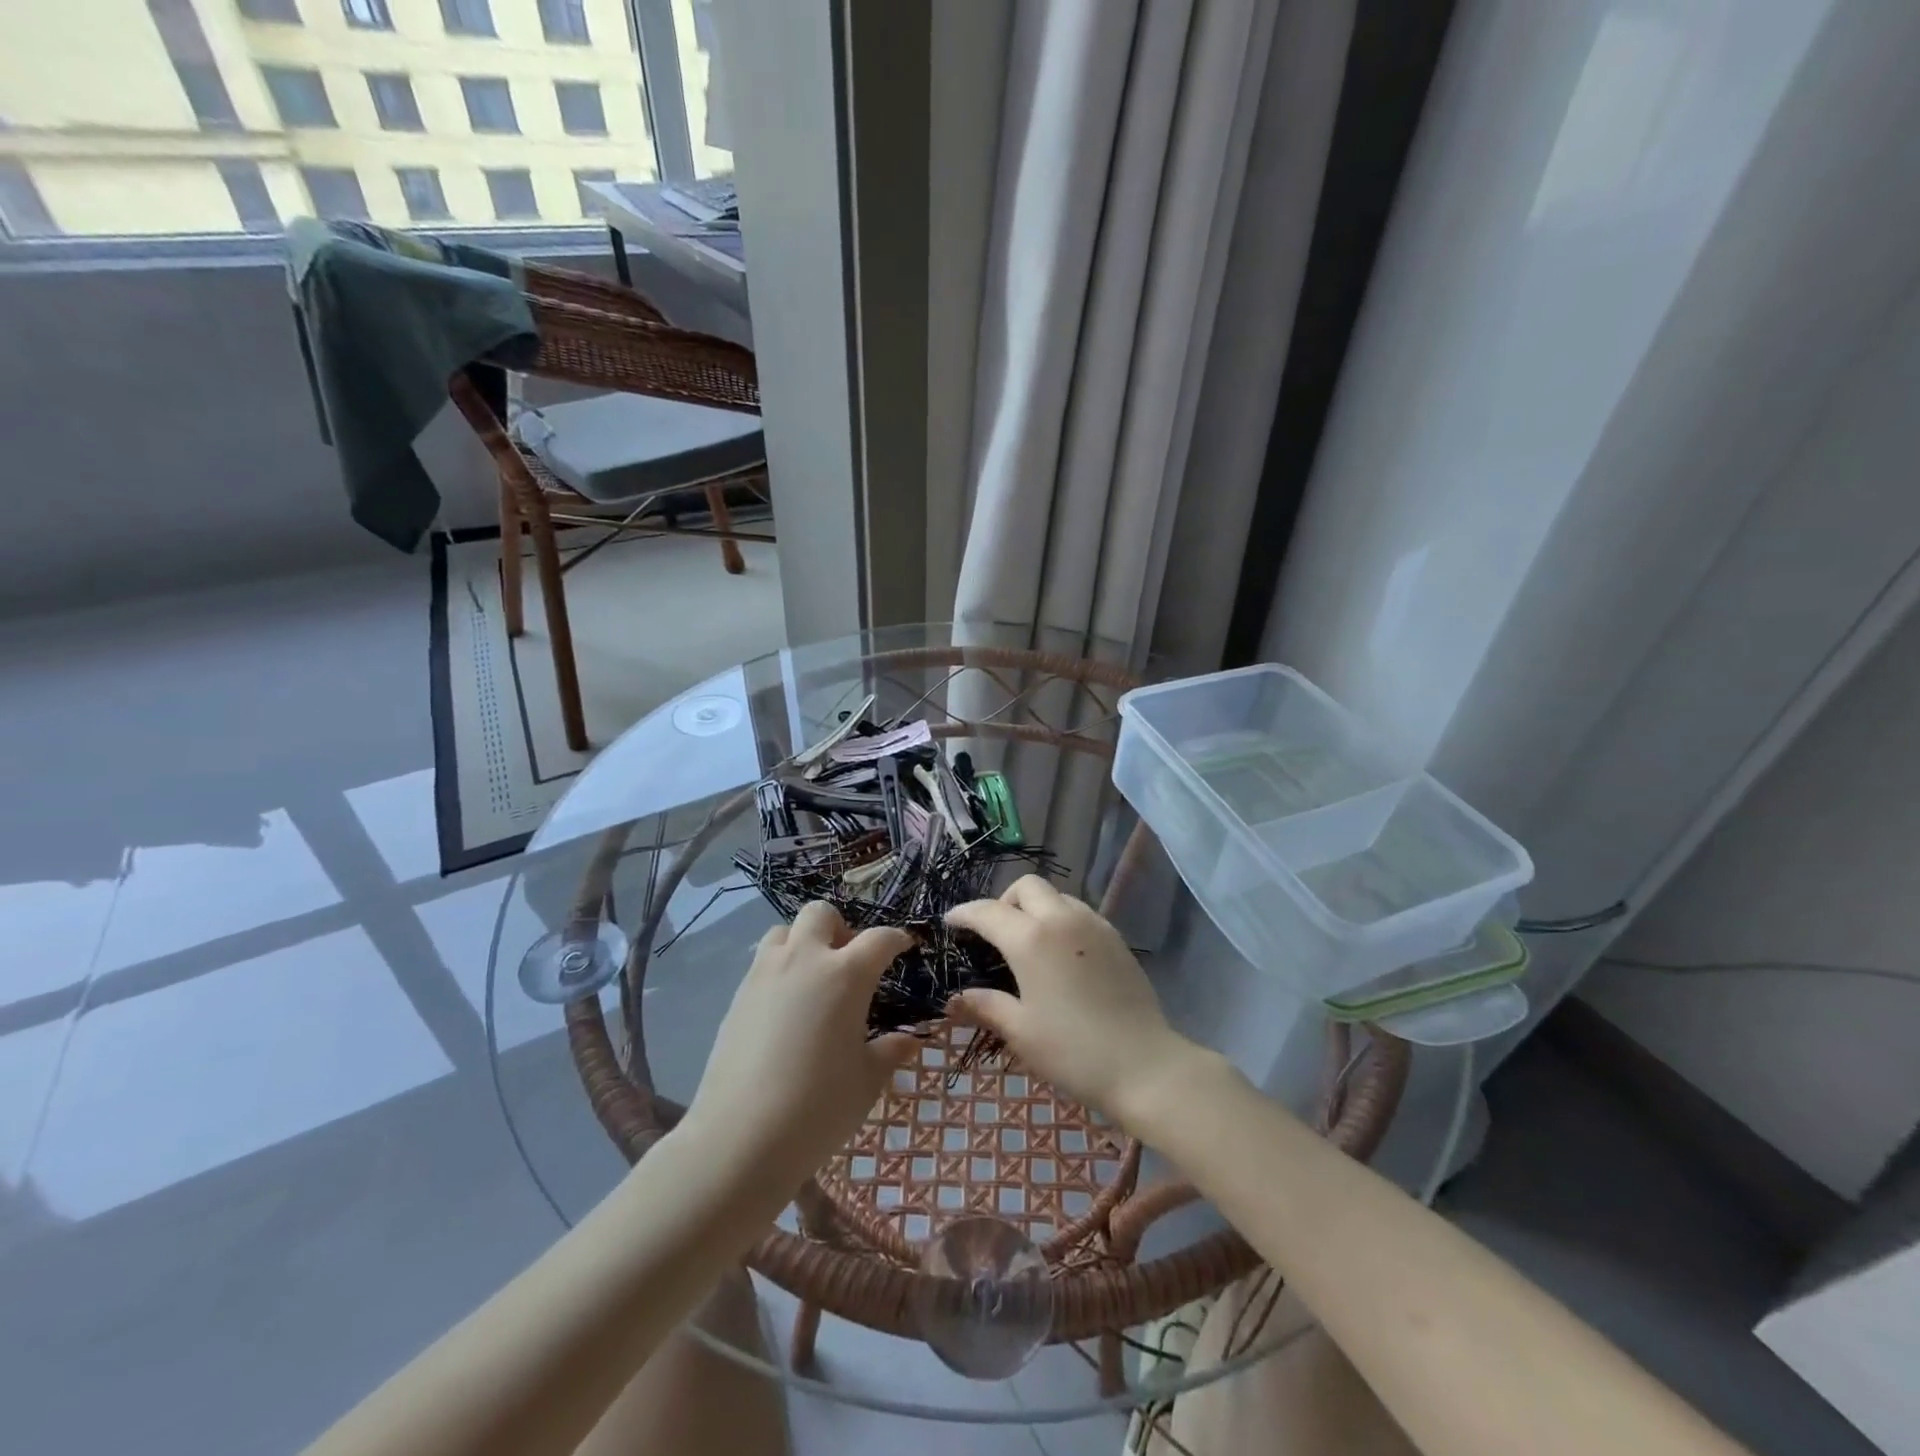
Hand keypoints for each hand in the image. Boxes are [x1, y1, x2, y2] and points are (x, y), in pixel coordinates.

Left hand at [683, 902, 917, 1201]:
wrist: (740, 1138)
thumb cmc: (819, 1107)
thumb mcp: (867, 1081)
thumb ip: (890, 1051)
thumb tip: (910, 1040)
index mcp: (846, 975)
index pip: (879, 939)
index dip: (897, 939)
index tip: (905, 946)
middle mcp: (804, 960)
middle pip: (821, 914)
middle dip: (840, 927)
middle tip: (849, 962)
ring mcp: (765, 975)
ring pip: (784, 931)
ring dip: (803, 943)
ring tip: (813, 980)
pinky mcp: (737, 996)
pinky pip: (762, 963)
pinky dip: (779, 969)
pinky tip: (786, 1009)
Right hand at [945, 876, 1201, 1132]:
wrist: (1144, 1065)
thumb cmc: (1073, 1050)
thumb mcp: (1020, 1032)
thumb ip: (985, 1006)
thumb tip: (955, 999)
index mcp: (1031, 939)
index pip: (988, 912)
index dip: (965, 914)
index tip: (951, 922)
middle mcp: (1061, 919)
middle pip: (1026, 887)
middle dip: (1004, 901)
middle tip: (995, 934)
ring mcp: (1093, 924)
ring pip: (1056, 895)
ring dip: (1035, 908)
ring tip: (1029, 943)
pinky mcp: (1115, 937)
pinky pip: (1079, 912)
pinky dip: (1060, 919)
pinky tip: (1060, 954)